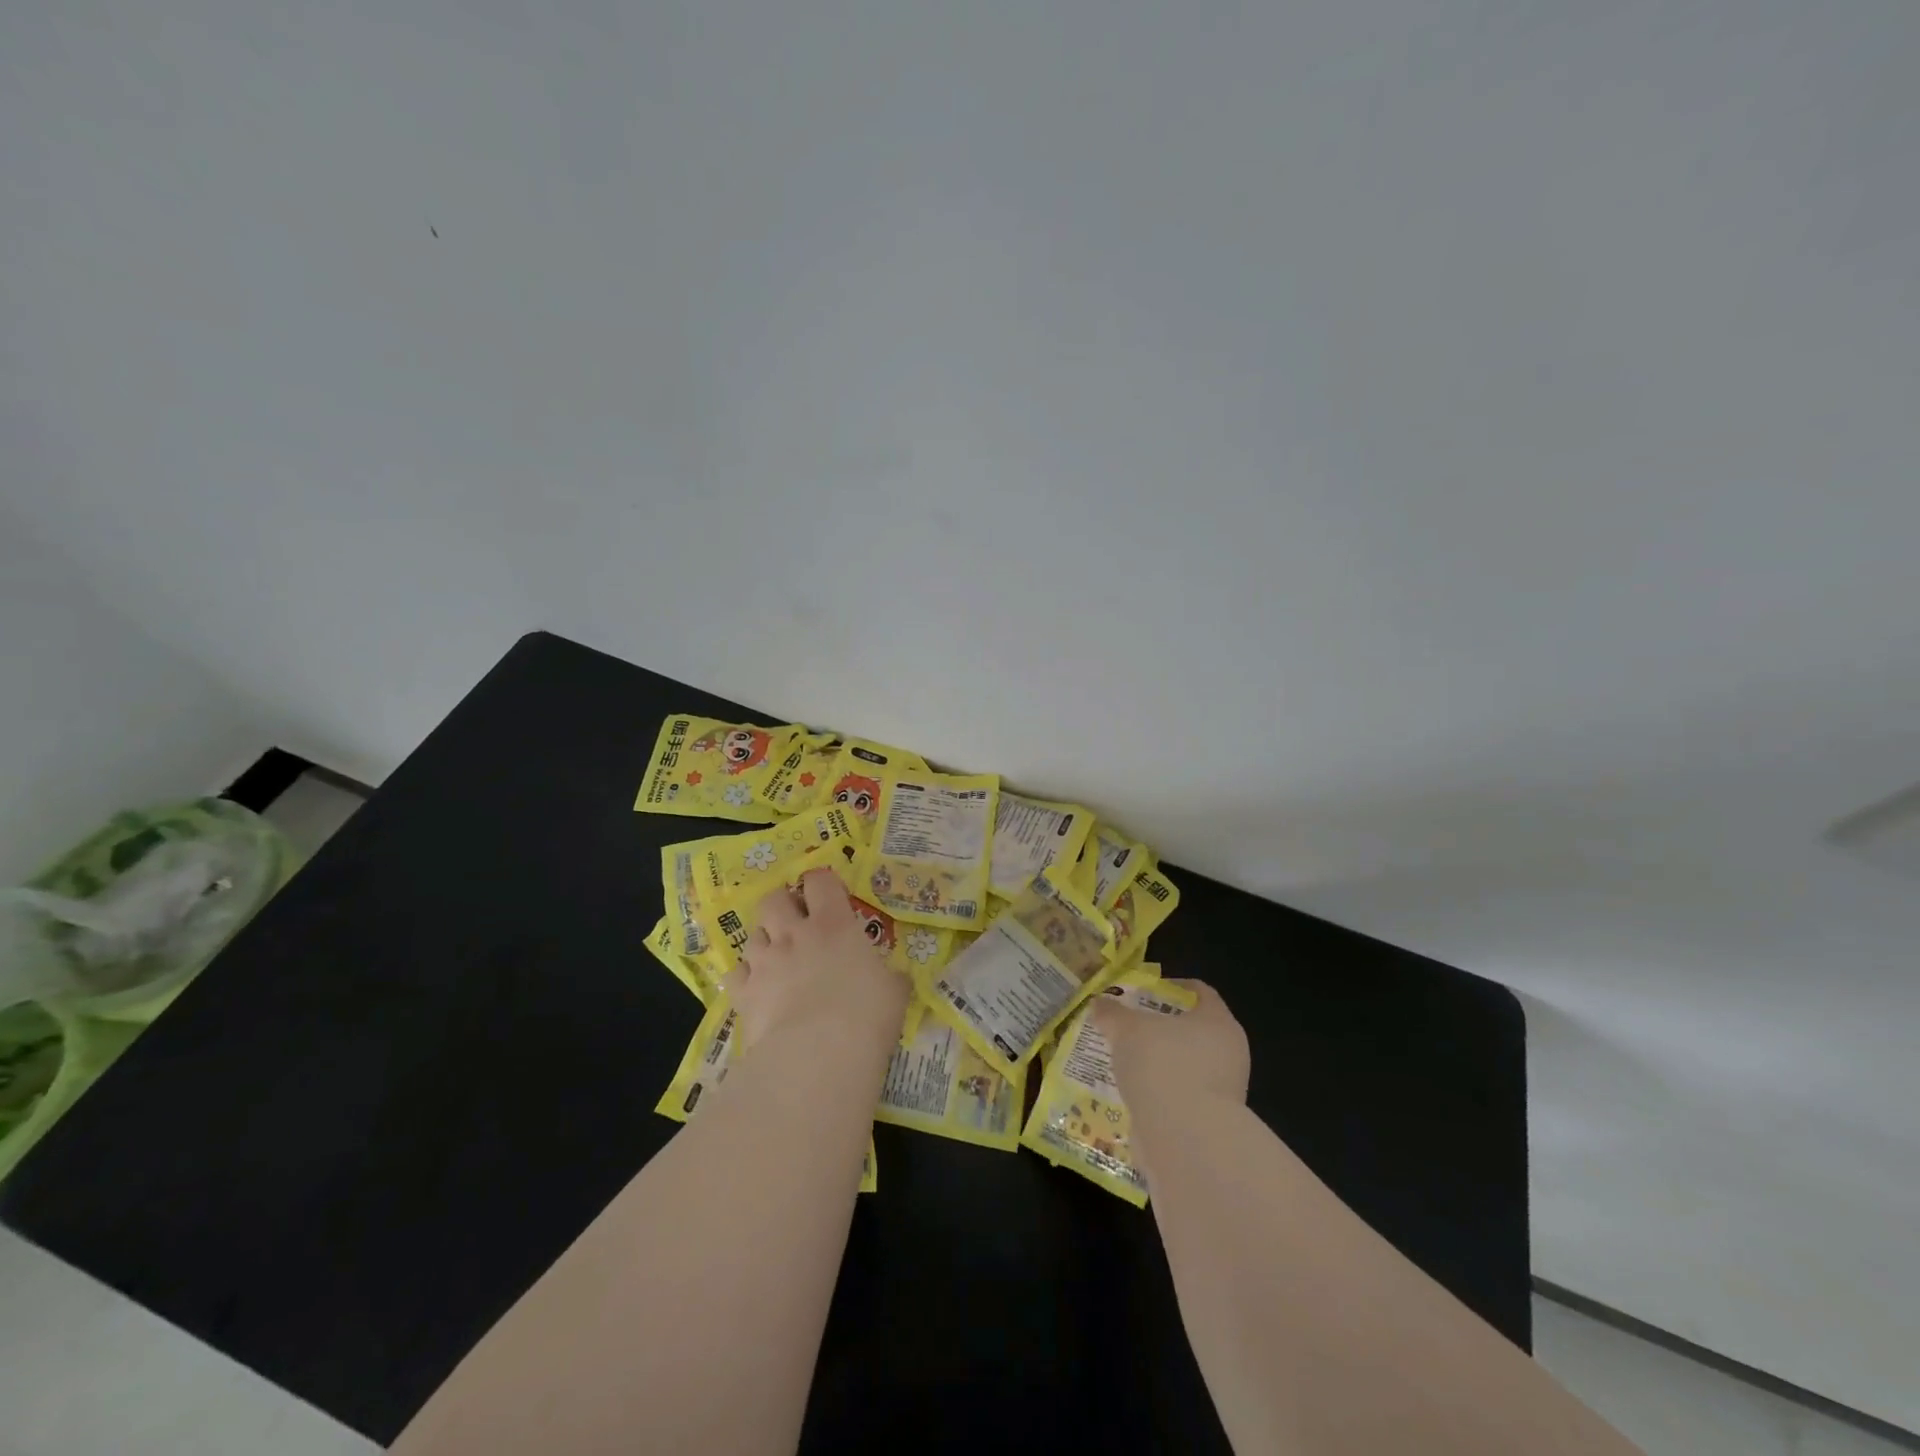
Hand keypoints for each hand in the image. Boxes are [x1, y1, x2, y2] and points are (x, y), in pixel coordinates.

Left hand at [727, 869, 906, 1051]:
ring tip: (778, 959)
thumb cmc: (866, 1014)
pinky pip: (736, 973)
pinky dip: (747, 976)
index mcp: (834, 923)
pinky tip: (758, 988)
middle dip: (783, 906)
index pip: (820, 881)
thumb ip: (891, 977)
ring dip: (765, 941)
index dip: (822, 883)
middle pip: (774, 899)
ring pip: (753, 934)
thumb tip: (897, 977)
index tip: (830, 896)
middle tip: (797, 924)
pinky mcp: (744, 992)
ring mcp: (765, 961)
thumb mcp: (894, 991)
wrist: (818, 1055)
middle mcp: (794, 934)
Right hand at [1091, 978, 1249, 1113]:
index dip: (1173, 987)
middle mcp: (1229, 1053)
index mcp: (1218, 1022)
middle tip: (1129, 1026)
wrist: (1186, 1140)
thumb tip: (1099, 1003)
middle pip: (1193, 1030)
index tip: (1146, 991)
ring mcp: (1223, 1091)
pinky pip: (1181, 1096)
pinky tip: (1133, 1094)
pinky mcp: (1211, 1122)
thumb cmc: (1163, 1066)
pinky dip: (1160, 1093)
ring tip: (1125, 1062)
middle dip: (1161, 1028)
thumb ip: (1113, 1014)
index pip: (1201, 993)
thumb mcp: (1128, 1030)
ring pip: (1186, 1066)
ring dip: (1159, 1063)